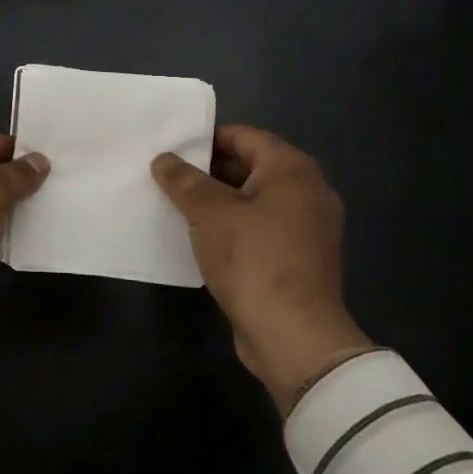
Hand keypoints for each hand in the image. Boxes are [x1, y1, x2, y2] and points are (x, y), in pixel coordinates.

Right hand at [152, 125, 375, 414]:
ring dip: (219, 203)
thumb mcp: (209, 212)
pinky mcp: (301, 258)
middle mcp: (308, 190)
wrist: (294, 336)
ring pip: (255, 200)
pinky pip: (262, 228)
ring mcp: (309, 227)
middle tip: (169, 179)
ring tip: (178, 207)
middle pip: (250, 166)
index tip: (171, 151)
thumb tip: (164, 159)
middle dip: (208, 172)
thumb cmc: (253, 259)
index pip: (243, 136)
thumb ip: (183, 180)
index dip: (205, 140)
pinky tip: (202, 239)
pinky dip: (235, 228)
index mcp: (292, 169)